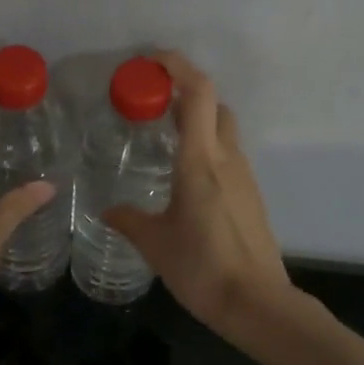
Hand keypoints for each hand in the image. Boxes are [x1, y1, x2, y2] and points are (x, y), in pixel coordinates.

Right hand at [103, 52, 297, 338]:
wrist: (256, 303)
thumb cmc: (202, 268)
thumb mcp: (155, 244)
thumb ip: (129, 220)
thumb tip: (107, 211)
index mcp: (201, 161)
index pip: (198, 94)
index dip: (178, 67)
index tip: (151, 61)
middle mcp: (227, 160)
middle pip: (214, 106)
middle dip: (186, 95)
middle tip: (152, 105)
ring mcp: (244, 178)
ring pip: (223, 131)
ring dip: (197, 123)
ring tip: (163, 139)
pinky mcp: (251, 197)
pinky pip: (228, 157)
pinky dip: (207, 149)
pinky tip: (185, 177)